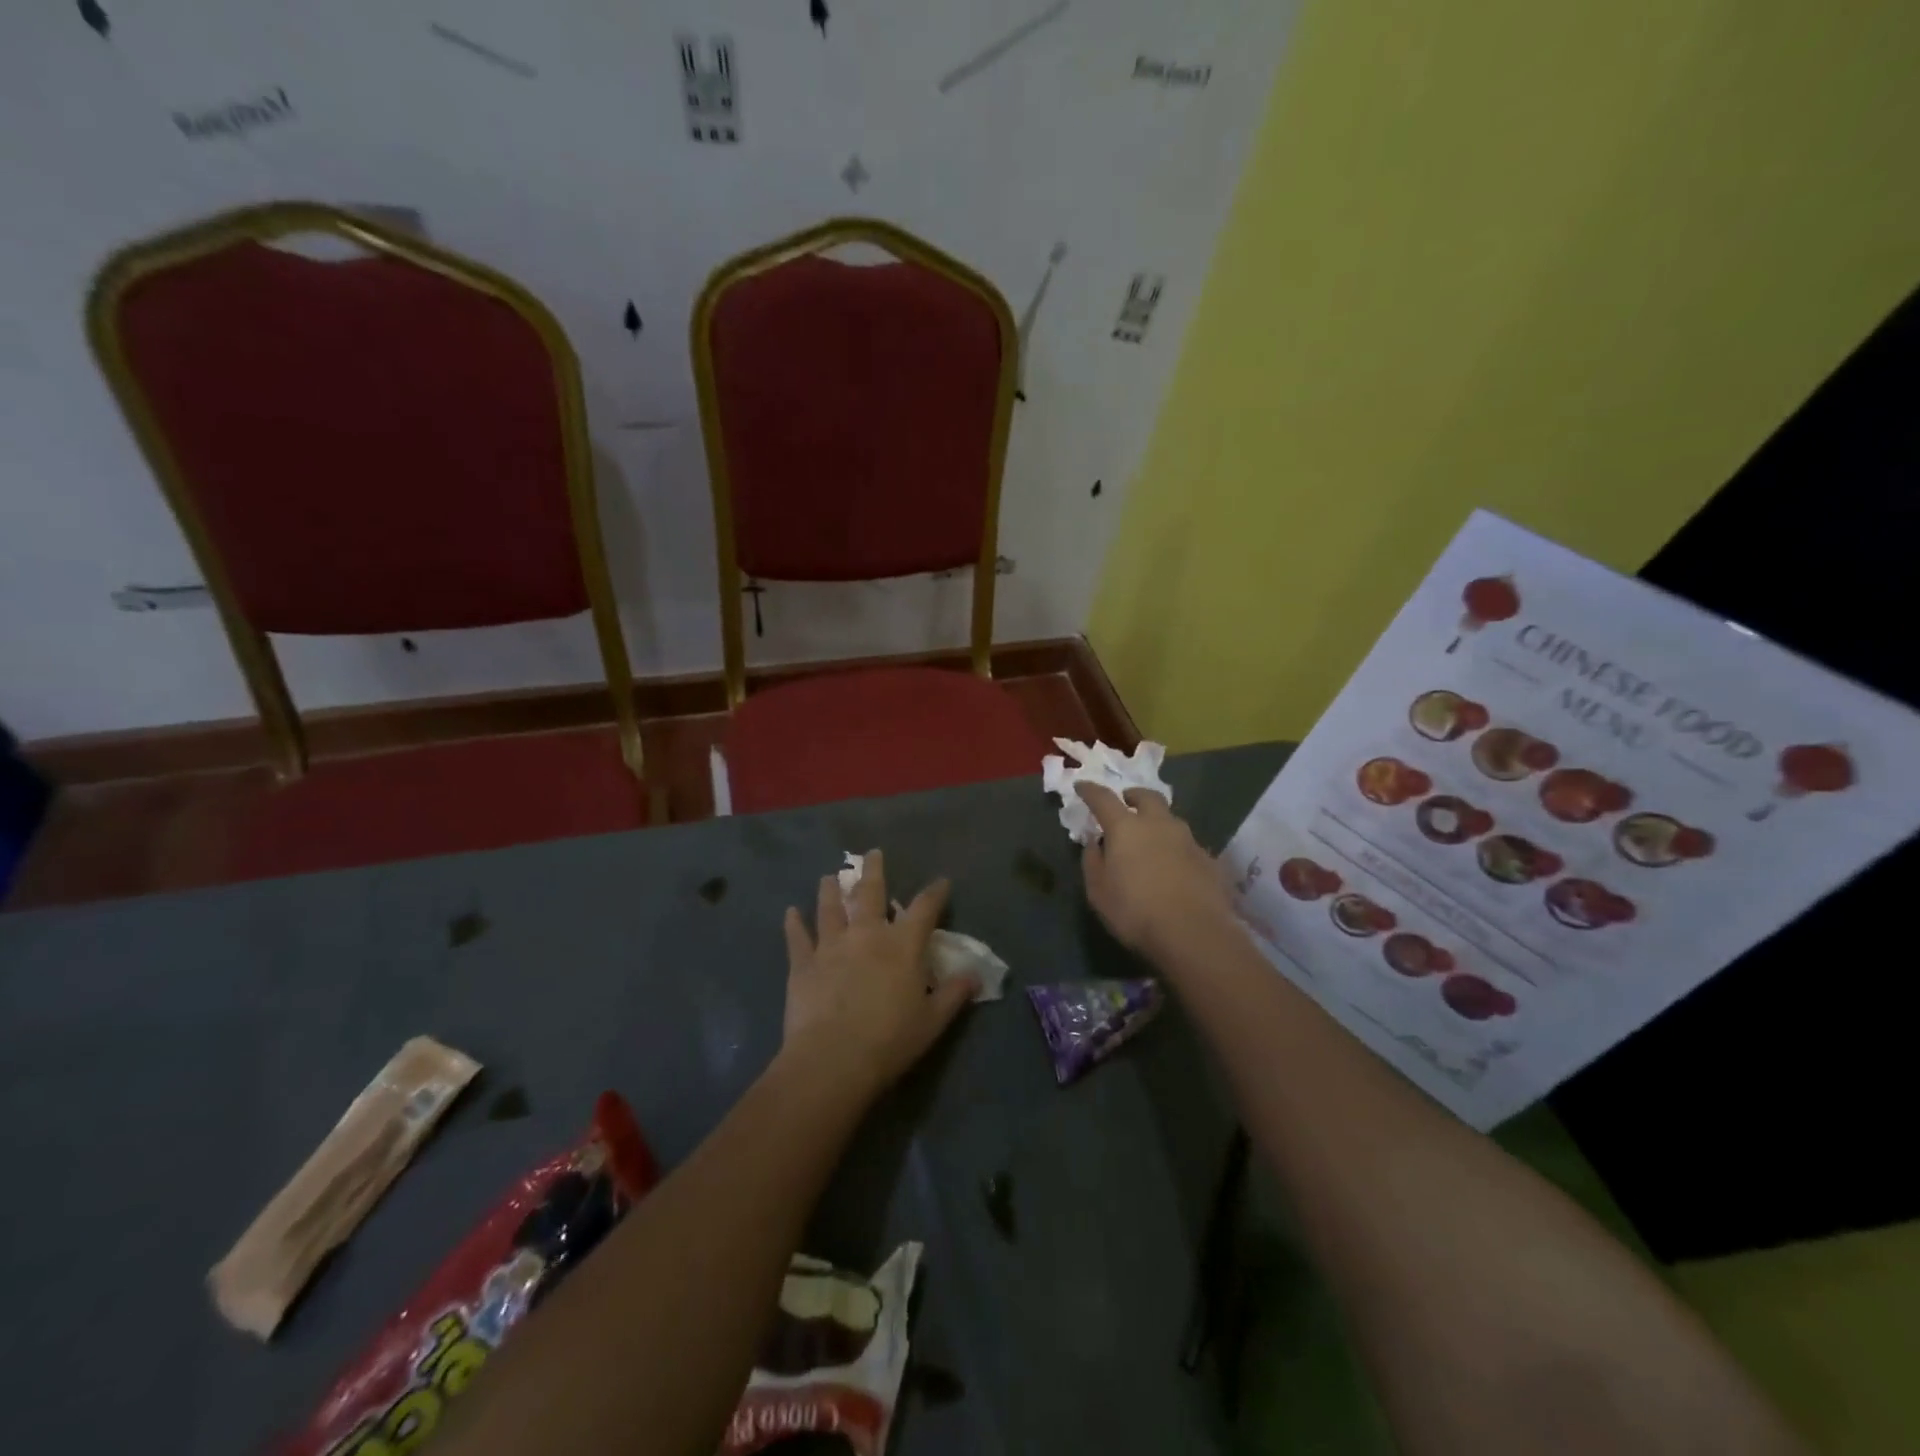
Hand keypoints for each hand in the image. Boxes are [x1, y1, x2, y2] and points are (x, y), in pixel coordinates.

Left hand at [780, 850, 977, 1101]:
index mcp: (902, 945)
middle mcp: (867, 935)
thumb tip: (975, 976)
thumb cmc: (890, 1040)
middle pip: (870, 893)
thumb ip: (953, 994)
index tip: (941, 881)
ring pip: (831, 908)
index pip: (924, 909)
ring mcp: (831, 946)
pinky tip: (790, 912)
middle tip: (872, 854)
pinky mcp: (803, 964)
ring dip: (831, 890)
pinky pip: (797, 938)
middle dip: (873, 871)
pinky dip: (794, 924)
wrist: (833, 1060)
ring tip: (830, 877)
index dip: (935, 893)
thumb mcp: (932, 1021)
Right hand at [1078, 782, 1233, 961]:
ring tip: (1151, 839)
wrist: (1194, 934)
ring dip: (1158, 822)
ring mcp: (1188, 840)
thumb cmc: (1135, 912)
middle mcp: (1159, 824)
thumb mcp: (1098, 892)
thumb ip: (1093, 862)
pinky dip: (1176, 848)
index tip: (1082, 786)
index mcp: (1126, 828)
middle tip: (1126, 803)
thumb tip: (1095, 843)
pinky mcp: (1209, 859)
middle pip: (1147, 797)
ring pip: (1171, 819)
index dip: (1090, 791)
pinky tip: (1174, 867)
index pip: (1103, 799)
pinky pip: (1187, 845)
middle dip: (1134, 796)